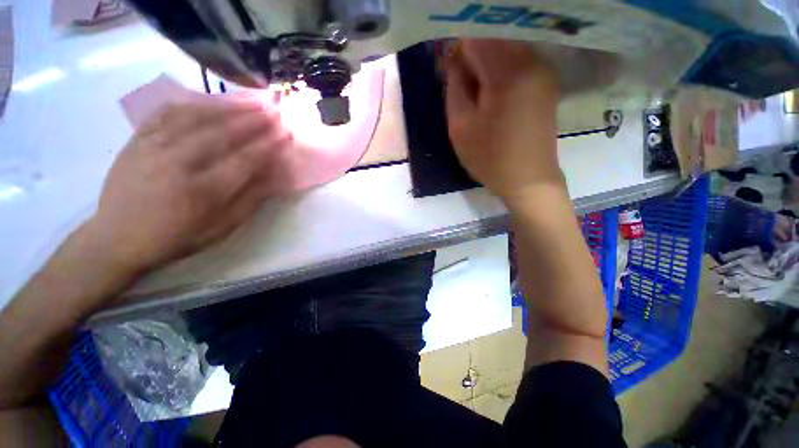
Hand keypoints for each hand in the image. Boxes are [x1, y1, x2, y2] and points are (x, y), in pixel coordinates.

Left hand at [88, 94, 291, 274]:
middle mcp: (179, 163)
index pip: (245, 160)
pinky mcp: (138, 139)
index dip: (269, 145)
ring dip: (227, 106)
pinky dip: (192, 103)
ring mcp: (154, 147)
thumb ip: (251, 199)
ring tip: (249, 101)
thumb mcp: (223, 226)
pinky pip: (167, 112)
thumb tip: (275, 176)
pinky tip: (209, 100)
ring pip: (196, 116)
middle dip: (253, 120)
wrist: (118, 237)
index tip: (286, 133)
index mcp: (205, 191)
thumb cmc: (178, 236)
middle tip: (274, 110)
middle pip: (223, 133)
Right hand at [445, 39, 562, 202]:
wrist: (528, 180)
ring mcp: (543, 71)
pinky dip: (500, 71)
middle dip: (472, 55)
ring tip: (476, 93)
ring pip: (506, 48)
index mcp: (508, 72)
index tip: (448, 67)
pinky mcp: (546, 83)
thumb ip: (454, 86)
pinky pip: (518, 62)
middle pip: (493, 38)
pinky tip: (493, 96)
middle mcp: (531, 61)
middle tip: (460, 84)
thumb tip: (454, 58)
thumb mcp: (460, 126)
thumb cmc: (489, 158)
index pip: (476, 36)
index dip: (456, 47)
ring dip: (485, 64)